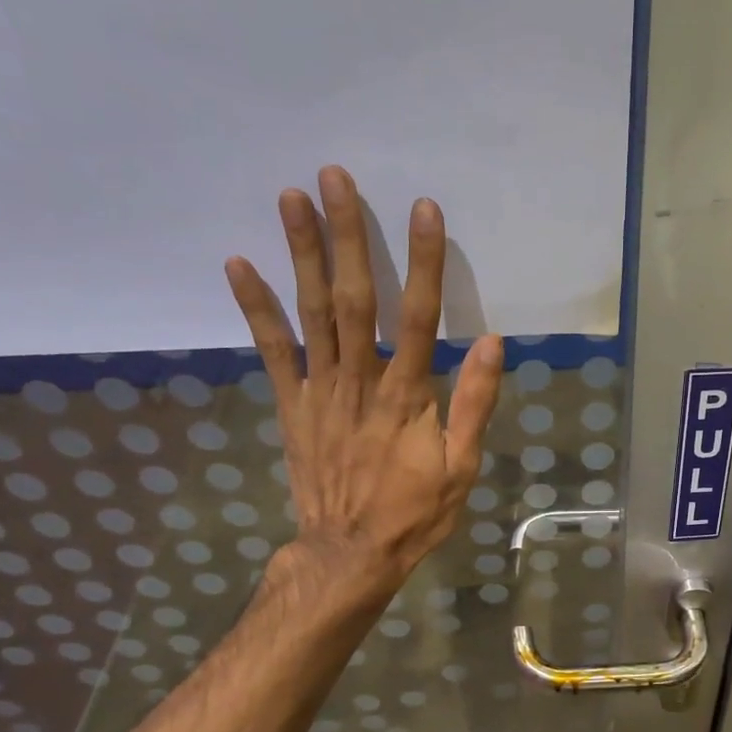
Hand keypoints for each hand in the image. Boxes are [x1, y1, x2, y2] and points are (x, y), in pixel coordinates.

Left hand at [225, 166, 502, 592]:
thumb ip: (475, 404)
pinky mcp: (292, 405)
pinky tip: (238, 264)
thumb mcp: (462, 468)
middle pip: (355, 298)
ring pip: (312, 313)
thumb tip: (494, 344)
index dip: (423, 262)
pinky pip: (272, 351)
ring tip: (291, 198)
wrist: (349, 553)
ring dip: (301, 254)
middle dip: (347, 236)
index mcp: (408, 396)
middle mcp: (361, 381)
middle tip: (335, 177)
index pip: (420, 317)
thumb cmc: (414, 512)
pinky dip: (255, 308)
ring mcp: (320, 390)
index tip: (422, 209)